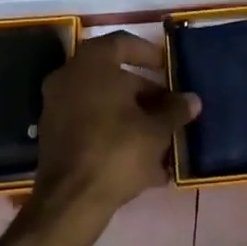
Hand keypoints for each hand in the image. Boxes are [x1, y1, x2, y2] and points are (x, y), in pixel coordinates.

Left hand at [30, 32, 199, 226]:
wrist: (70, 202)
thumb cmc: (116, 150)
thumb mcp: (155, 130)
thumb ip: (174, 110)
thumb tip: (192, 100)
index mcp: (92, 62)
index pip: (124, 43)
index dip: (149, 54)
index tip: (168, 68)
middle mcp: (70, 76)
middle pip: (114, 77)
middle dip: (145, 94)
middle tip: (170, 109)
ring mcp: (58, 106)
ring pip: (104, 104)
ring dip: (133, 117)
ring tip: (162, 140)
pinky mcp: (54, 137)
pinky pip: (91, 126)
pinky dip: (115, 135)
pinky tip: (143, 162)